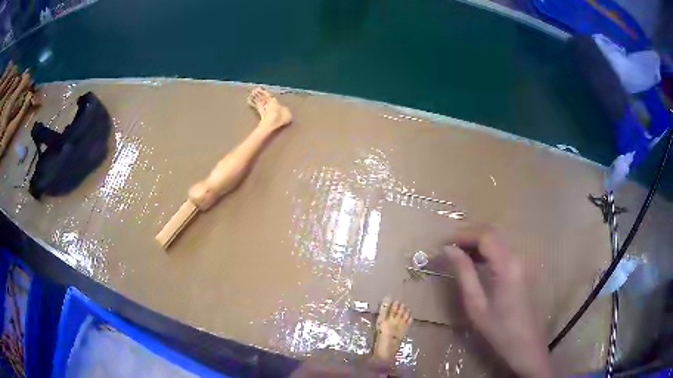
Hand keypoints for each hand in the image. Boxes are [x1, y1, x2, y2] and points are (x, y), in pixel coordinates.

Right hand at [442, 226, 551, 377]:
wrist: (527, 345)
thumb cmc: (499, 330)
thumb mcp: (476, 305)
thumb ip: (464, 273)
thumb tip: (449, 250)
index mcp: (507, 265)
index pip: (484, 236)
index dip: (462, 235)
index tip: (443, 243)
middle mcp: (518, 256)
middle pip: (493, 232)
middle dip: (469, 234)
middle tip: (449, 247)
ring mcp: (524, 262)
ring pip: (500, 239)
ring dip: (479, 241)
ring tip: (458, 254)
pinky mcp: (525, 269)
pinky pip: (505, 250)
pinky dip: (489, 250)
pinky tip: (477, 262)